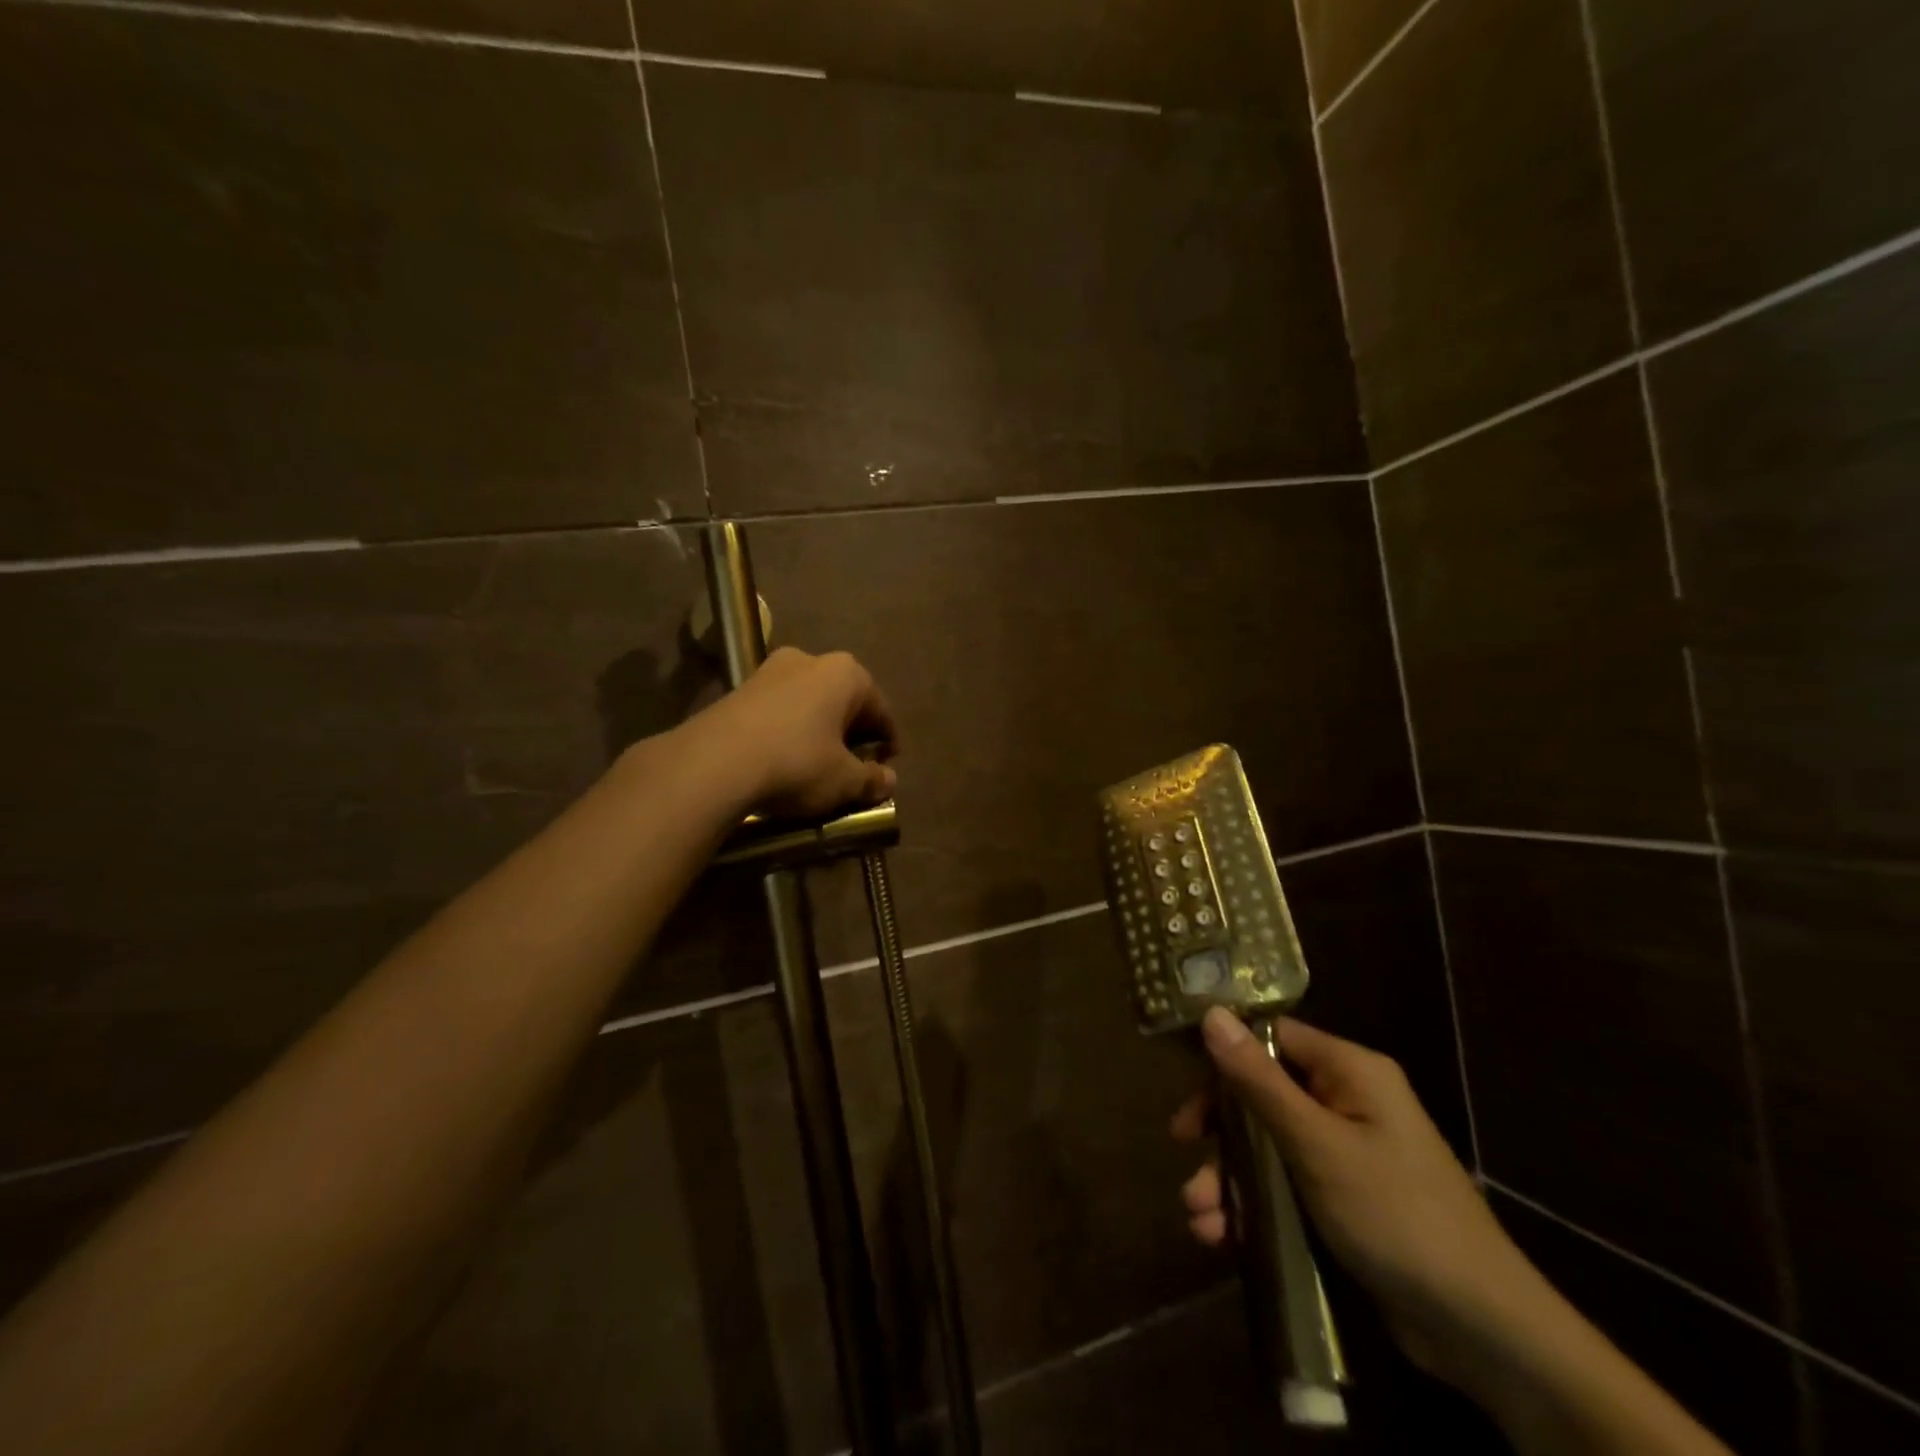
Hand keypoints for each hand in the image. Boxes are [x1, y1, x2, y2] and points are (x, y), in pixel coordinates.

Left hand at [691, 647, 899, 818]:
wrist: (714, 762)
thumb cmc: (797, 762)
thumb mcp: (844, 780)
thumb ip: (871, 779)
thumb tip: (888, 780)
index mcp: (846, 673)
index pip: (880, 709)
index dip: (888, 741)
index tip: (887, 767)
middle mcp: (811, 660)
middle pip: (843, 701)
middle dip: (852, 733)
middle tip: (855, 766)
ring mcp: (770, 670)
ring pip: (809, 703)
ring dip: (819, 730)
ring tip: (820, 765)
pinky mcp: (739, 689)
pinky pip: (779, 710)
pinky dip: (790, 731)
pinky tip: (785, 759)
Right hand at [1174, 1009, 1537, 1382]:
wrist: (1483, 1331)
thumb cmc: (1396, 1214)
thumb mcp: (1316, 1144)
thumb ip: (1258, 1080)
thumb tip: (1211, 1012)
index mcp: (1350, 1071)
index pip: (1272, 1037)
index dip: (1226, 1053)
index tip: (1185, 1080)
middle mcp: (1348, 1102)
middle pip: (1263, 1093)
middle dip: (1221, 1129)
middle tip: (1183, 1146)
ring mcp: (1347, 1153)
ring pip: (1269, 1146)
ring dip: (1230, 1177)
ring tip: (1199, 1215)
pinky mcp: (1345, 1200)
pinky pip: (1286, 1186)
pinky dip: (1254, 1206)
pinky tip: (1223, 1235)